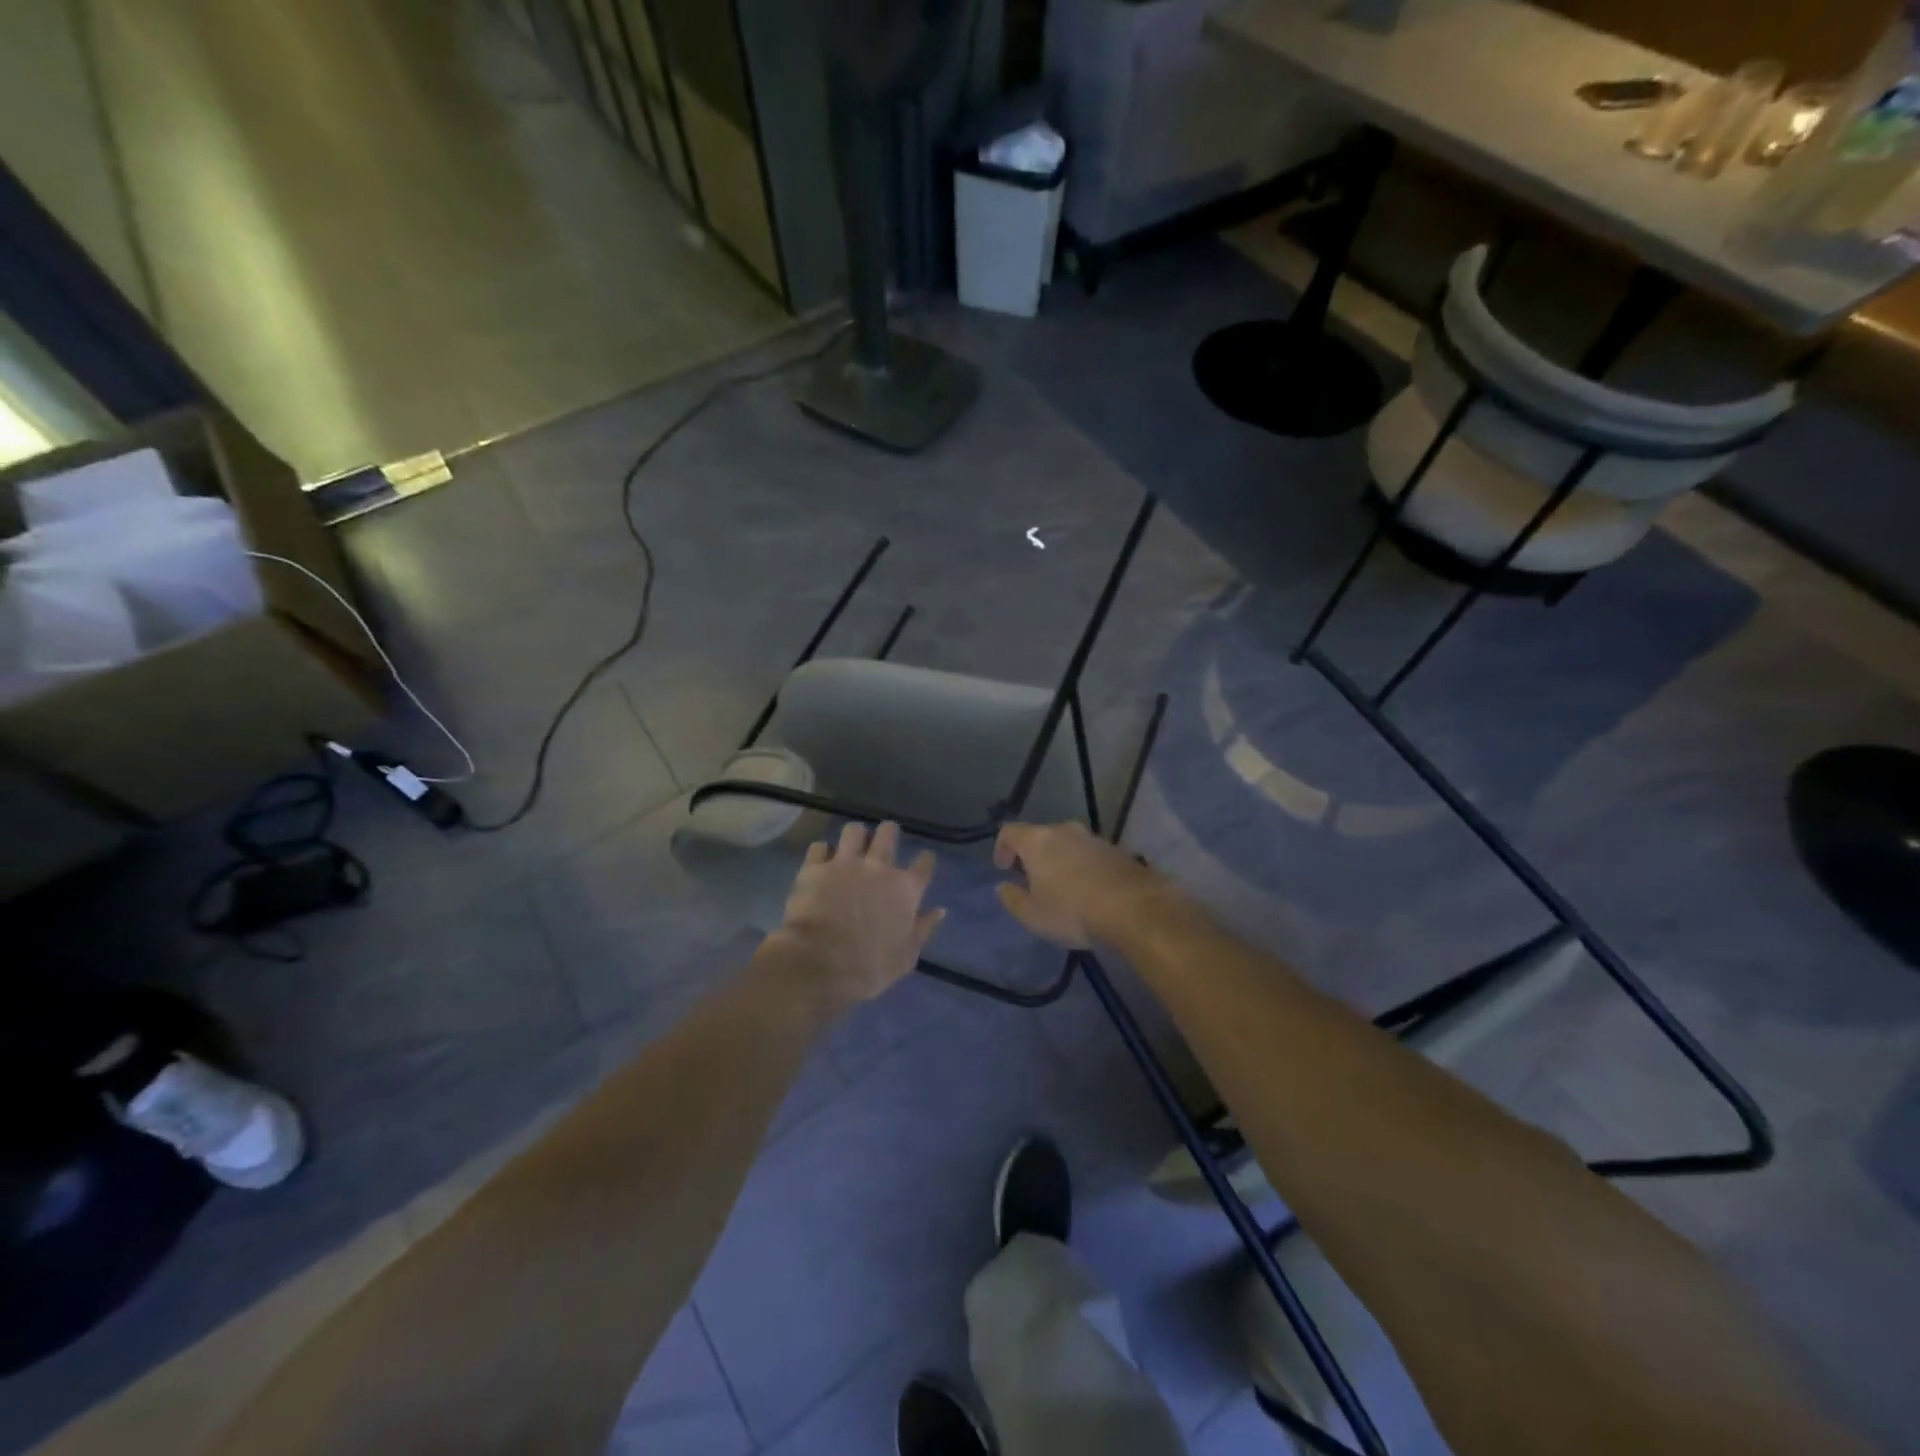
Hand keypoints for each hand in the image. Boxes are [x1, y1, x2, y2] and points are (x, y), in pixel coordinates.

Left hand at [755, 821, 944, 1015]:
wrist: (819, 964)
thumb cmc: (868, 968)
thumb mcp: (905, 957)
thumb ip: (923, 929)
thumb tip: (940, 910)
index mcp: (905, 890)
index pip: (924, 864)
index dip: (925, 860)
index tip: (923, 861)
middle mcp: (878, 868)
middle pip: (888, 833)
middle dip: (888, 833)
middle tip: (884, 841)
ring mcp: (845, 864)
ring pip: (854, 830)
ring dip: (855, 837)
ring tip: (851, 846)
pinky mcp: (815, 867)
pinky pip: (820, 847)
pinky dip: (822, 852)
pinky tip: (821, 861)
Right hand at [993, 821, 1165, 948]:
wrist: (1134, 908)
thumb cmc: (1073, 911)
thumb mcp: (1032, 915)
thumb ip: (1012, 899)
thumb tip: (1003, 887)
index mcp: (1038, 841)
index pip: (1009, 832)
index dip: (1002, 848)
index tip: (1004, 869)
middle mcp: (1064, 831)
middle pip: (1040, 836)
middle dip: (1033, 856)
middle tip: (1032, 881)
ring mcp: (1094, 838)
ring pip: (1067, 844)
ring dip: (1060, 861)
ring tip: (1063, 888)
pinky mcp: (1117, 850)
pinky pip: (1089, 854)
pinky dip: (1083, 867)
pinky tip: (1089, 891)